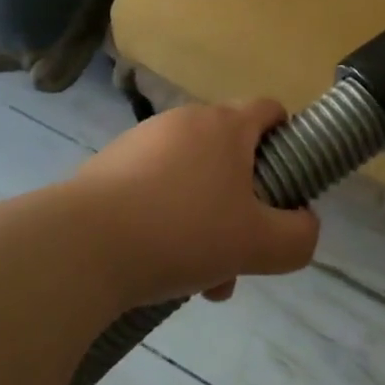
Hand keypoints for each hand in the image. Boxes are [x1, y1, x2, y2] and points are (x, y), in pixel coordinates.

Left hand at [75, 99, 319, 310]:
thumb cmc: (182, 232)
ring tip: (196, 276)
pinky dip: (166, 217)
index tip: (286, 179)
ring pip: (192, 175)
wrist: (78, 248)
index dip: (286, 137)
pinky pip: (154, 186)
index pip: (269, 109)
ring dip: (205, 216)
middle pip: (230, 151)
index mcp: (226, 125)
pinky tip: (155, 265)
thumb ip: (298, 236)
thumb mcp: (257, 244)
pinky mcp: (108, 166)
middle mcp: (186, 121)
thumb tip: (306, 227)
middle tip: (239, 249)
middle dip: (243, 200)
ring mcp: (142, 140)